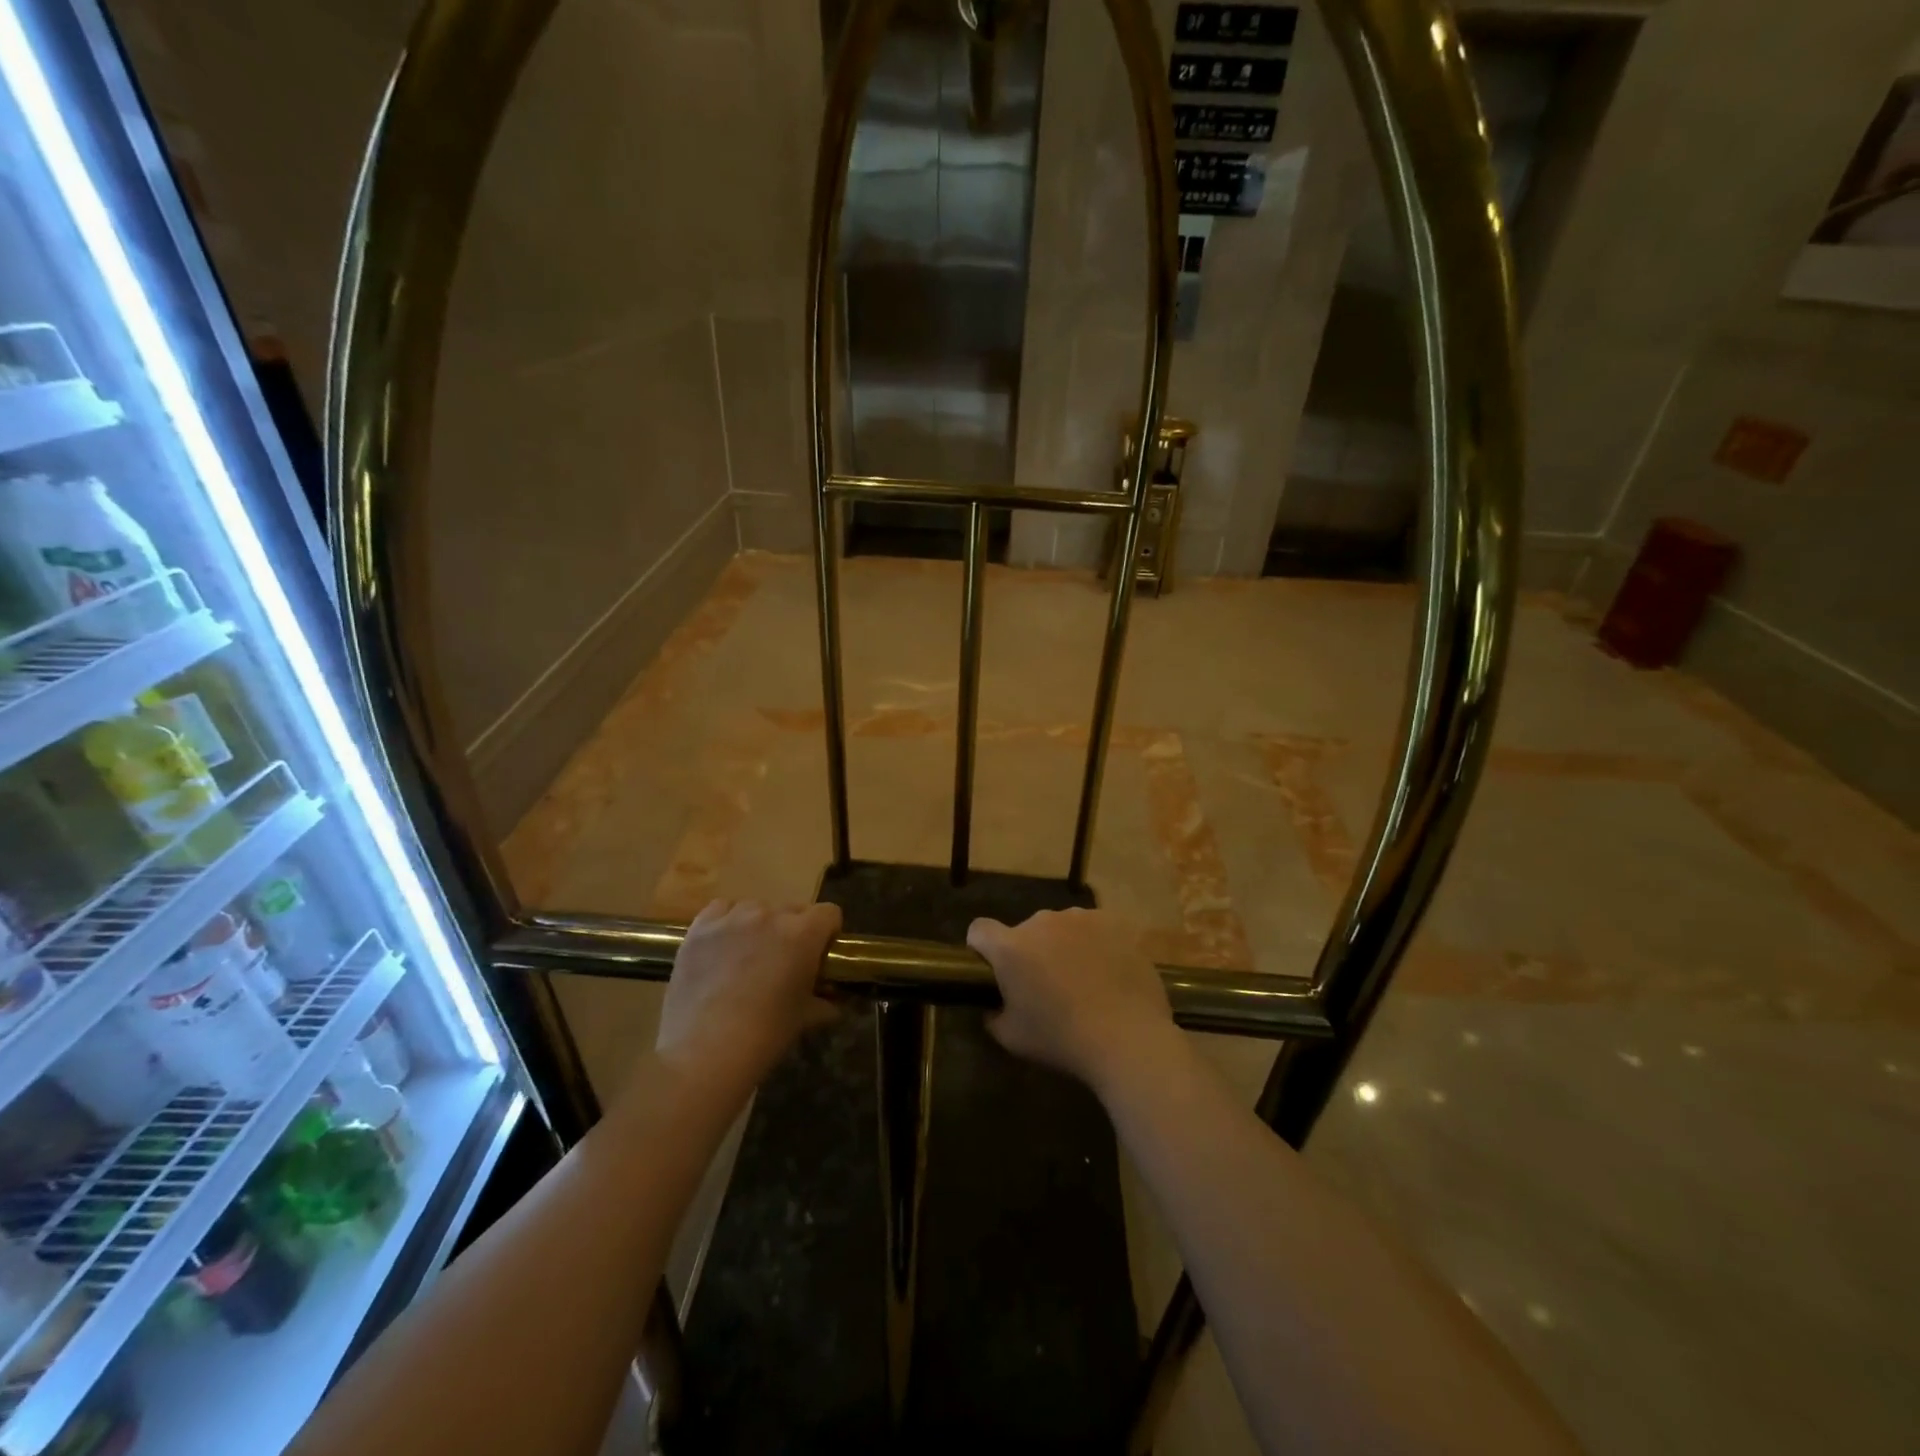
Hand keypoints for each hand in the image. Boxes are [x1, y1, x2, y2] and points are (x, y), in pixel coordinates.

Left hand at [655, 899, 839, 1099]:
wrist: (704, 1052)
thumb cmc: (764, 1035)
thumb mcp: (803, 1018)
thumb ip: (822, 1003)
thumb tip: (832, 1005)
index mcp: (803, 934)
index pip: (829, 913)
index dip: (828, 932)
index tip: (820, 954)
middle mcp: (770, 915)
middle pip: (792, 909)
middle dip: (793, 930)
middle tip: (783, 962)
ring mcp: (732, 918)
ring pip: (756, 908)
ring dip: (760, 926)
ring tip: (748, 957)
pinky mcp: (700, 928)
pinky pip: (721, 910)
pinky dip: (726, 923)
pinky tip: (721, 947)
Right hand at [967, 908, 1175, 1093]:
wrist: (1128, 1037)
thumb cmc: (1062, 1039)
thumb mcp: (1012, 1038)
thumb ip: (993, 1015)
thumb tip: (993, 1007)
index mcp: (1011, 947)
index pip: (979, 930)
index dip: (981, 948)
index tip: (993, 970)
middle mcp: (1042, 922)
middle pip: (1025, 931)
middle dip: (1030, 952)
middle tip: (1047, 986)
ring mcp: (1080, 918)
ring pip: (1061, 928)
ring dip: (1063, 946)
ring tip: (1083, 981)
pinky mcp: (1113, 923)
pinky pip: (1094, 929)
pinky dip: (1095, 945)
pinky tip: (1108, 974)